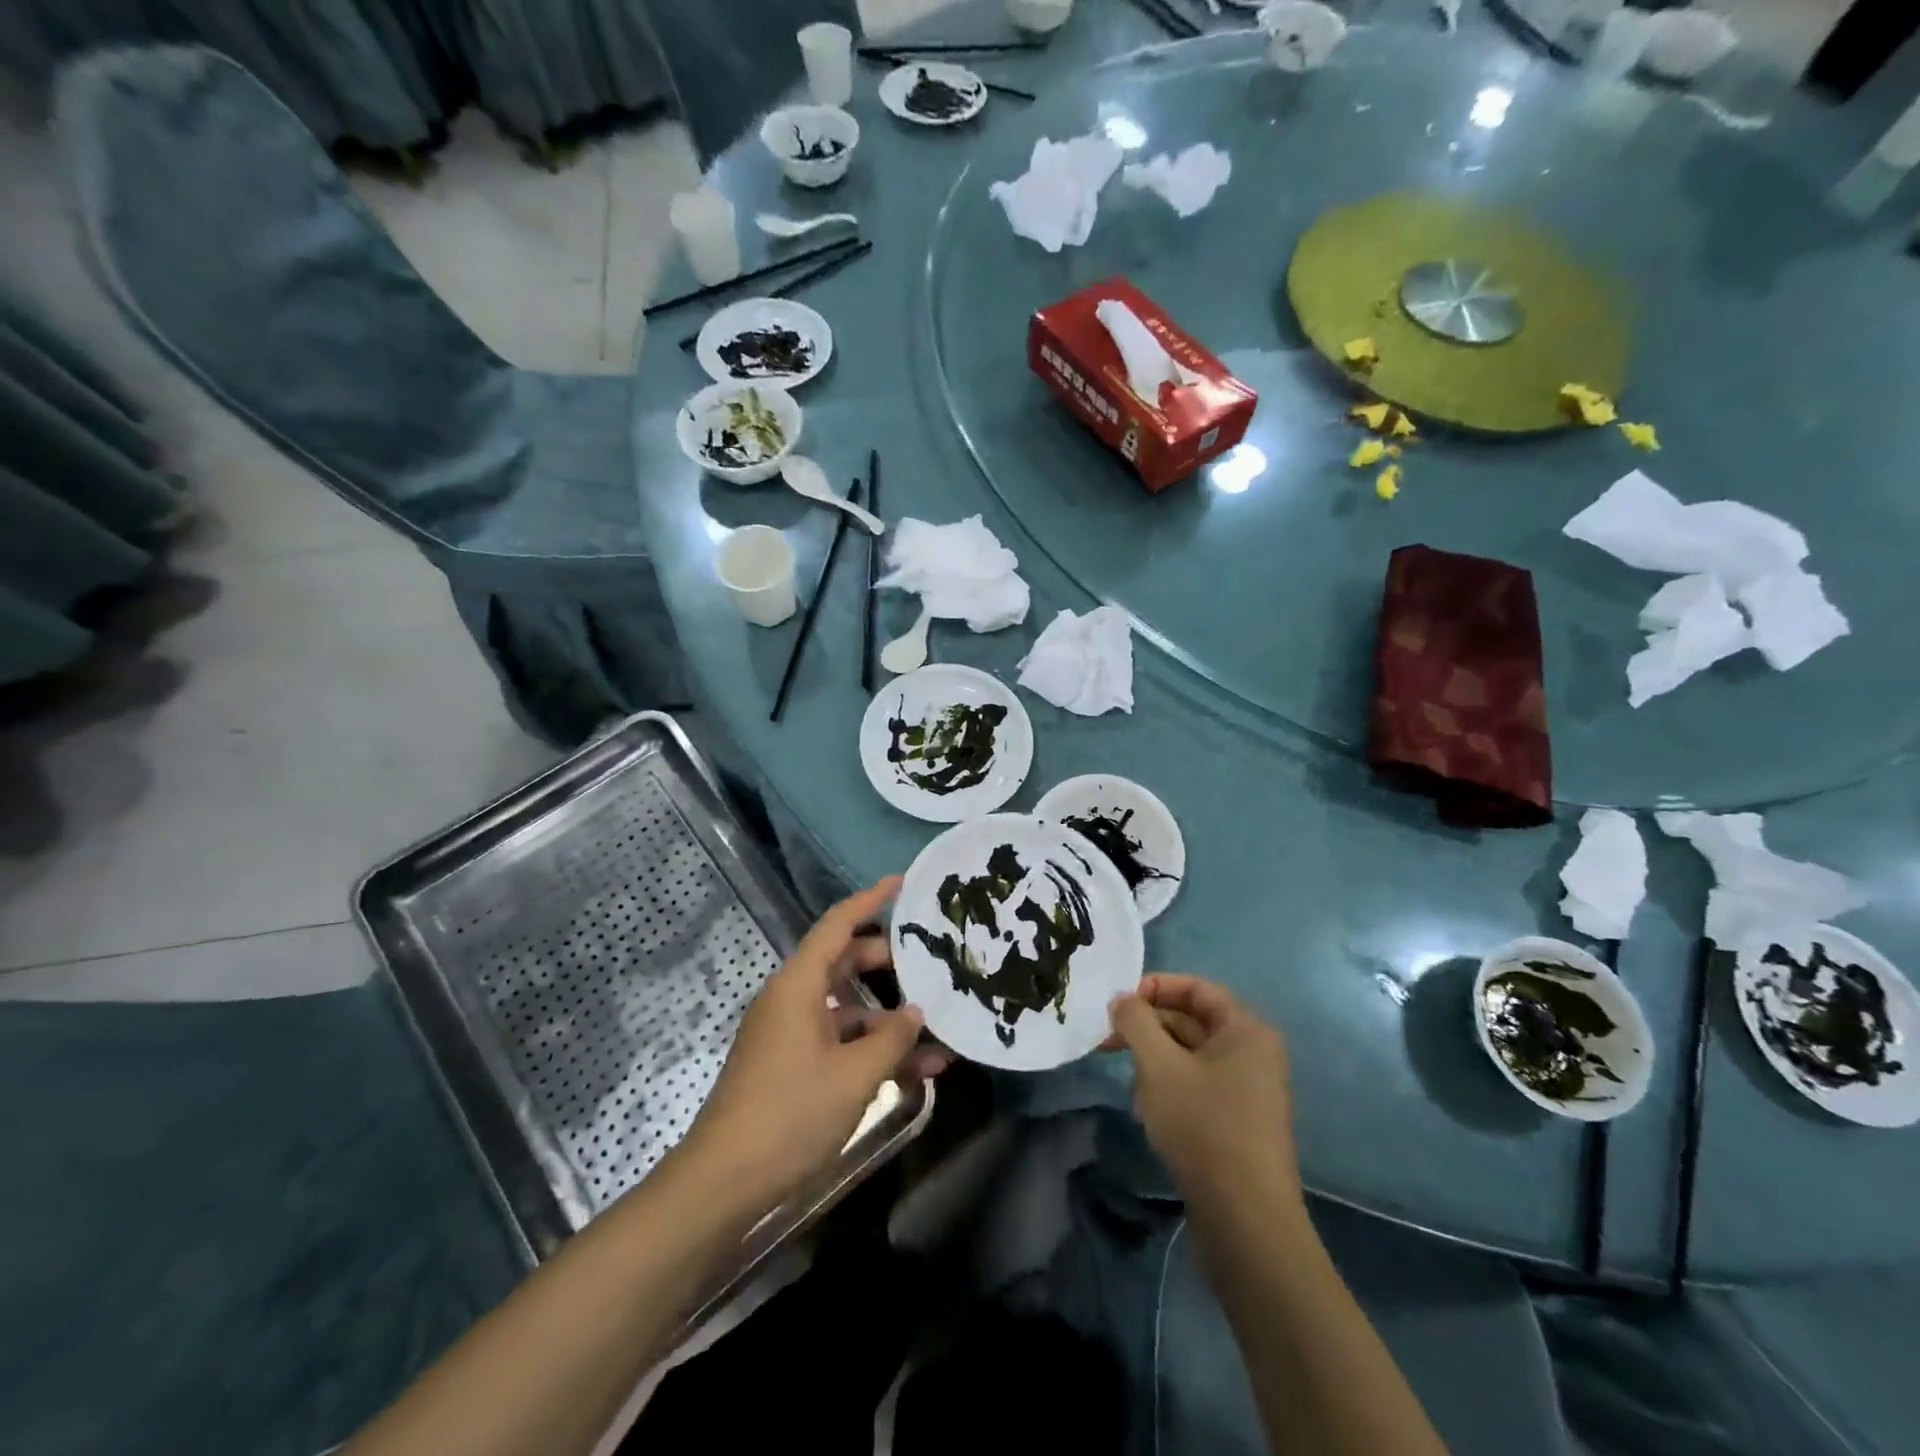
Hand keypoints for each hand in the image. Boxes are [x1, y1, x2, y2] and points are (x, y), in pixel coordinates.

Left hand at [678, 878, 943, 1215]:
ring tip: (940, 1024)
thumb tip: (916, 1012)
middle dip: (889, 961)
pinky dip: (874, 1049)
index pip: (838, 924)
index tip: (902, 882)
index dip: (870, 899)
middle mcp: (793, 999)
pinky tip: (920, 1070)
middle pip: (845, 962)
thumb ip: (893, 1039)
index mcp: (799, 985)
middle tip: (930, 959)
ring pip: (849, 1008)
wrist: (723, 1183)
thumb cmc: (789, 1114)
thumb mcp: (854, 1075)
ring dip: (890, 1018)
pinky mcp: (794, 1065)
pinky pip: (841, 1043)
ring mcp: (792, 1034)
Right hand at [1107, 974, 1300, 1216]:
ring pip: (1189, 1057)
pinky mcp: (1237, 1123)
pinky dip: (1168, 1090)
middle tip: (1107, 1044)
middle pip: (1191, 1021)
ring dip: (1154, 1063)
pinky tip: (1147, 1114)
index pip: (1196, 988)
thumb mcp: (1159, 1066)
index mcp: (1246, 1030)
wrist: (1246, 1221)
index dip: (1154, 988)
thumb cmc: (1204, 1127)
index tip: (1118, 1005)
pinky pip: (1196, 1087)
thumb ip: (1136, 1022)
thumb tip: (1122, 999)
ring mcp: (1248, 1090)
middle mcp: (1253, 1053)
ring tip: (1132, 1089)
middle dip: (1147, 1030)